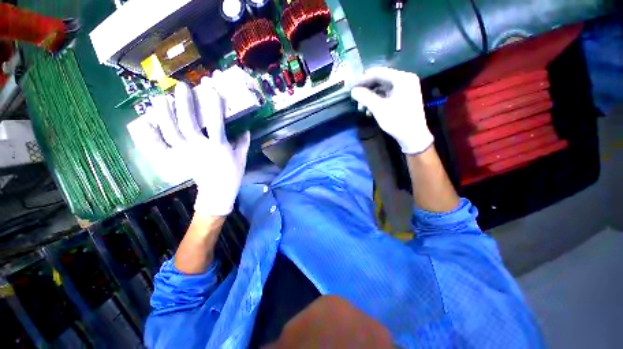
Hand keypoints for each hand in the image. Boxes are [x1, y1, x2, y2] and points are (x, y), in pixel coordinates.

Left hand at [152, 79, 249, 216]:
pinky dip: (149, 137)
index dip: (213, 106)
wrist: (218, 192)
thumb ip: (243, 142)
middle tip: (182, 87)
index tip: (211, 89)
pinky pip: (158, 149)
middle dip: (184, 104)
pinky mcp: (175, 161)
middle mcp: (199, 148)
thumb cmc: (232, 174)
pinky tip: (144, 123)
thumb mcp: (241, 157)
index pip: (216, 123)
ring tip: (160, 98)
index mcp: (219, 147)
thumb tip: (245, 129)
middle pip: (188, 124)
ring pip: (170, 133)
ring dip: (164, 115)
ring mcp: (184, 154)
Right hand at [351, 67, 432, 153]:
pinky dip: (377, 101)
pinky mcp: (404, 98)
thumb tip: (353, 90)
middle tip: (356, 99)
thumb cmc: (397, 121)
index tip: (352, 88)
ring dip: (370, 97)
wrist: (413, 137)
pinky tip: (370, 110)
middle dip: (366, 90)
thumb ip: (365, 97)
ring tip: (361, 108)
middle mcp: (405, 80)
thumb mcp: (379, 108)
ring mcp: (405, 89)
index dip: (363, 79)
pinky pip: (387, 95)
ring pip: (383, 88)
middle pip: (380, 80)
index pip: (378, 72)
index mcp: (402, 78)